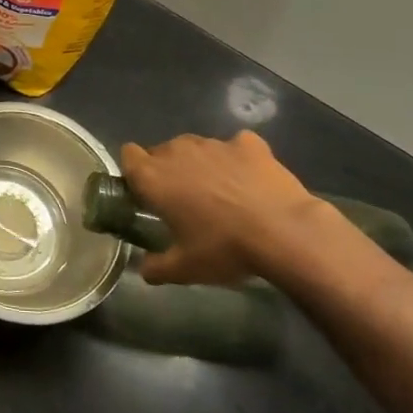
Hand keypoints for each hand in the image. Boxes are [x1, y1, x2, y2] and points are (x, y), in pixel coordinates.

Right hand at [121, 131, 326, 285]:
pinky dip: (238, 159)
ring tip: (221, 192)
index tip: (146, 193)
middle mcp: (178, 151)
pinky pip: (235, 146)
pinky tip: (250, 181)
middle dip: (168, 170)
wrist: (285, 232)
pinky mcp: (248, 144)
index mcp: (154, 177)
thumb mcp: (185, 269)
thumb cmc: (224, 248)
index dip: (134, 172)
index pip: (128, 155)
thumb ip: (156, 267)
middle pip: (162, 151)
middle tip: (184, 201)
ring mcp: (215, 144)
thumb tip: (144, 269)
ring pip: (196, 147)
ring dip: (201, 164)